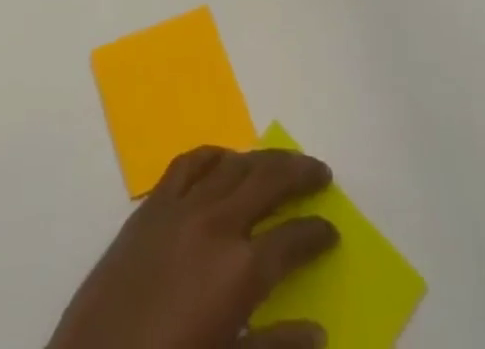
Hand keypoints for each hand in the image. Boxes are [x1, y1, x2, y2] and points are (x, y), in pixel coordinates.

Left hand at [45, 146, 339, 348]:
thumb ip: (276, 346)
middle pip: (267, 182)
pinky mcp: (152, 204)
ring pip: (232, 164)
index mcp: (240, 270)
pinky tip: (225, 159)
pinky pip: (189, 163)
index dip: (316, 234)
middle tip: (321, 172)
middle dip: (298, 173)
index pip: (293, 240)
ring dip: (262, 159)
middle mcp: (216, 224)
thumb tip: (317, 331)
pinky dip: (214, 155)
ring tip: (282, 160)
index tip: (332, 231)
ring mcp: (182, 207)